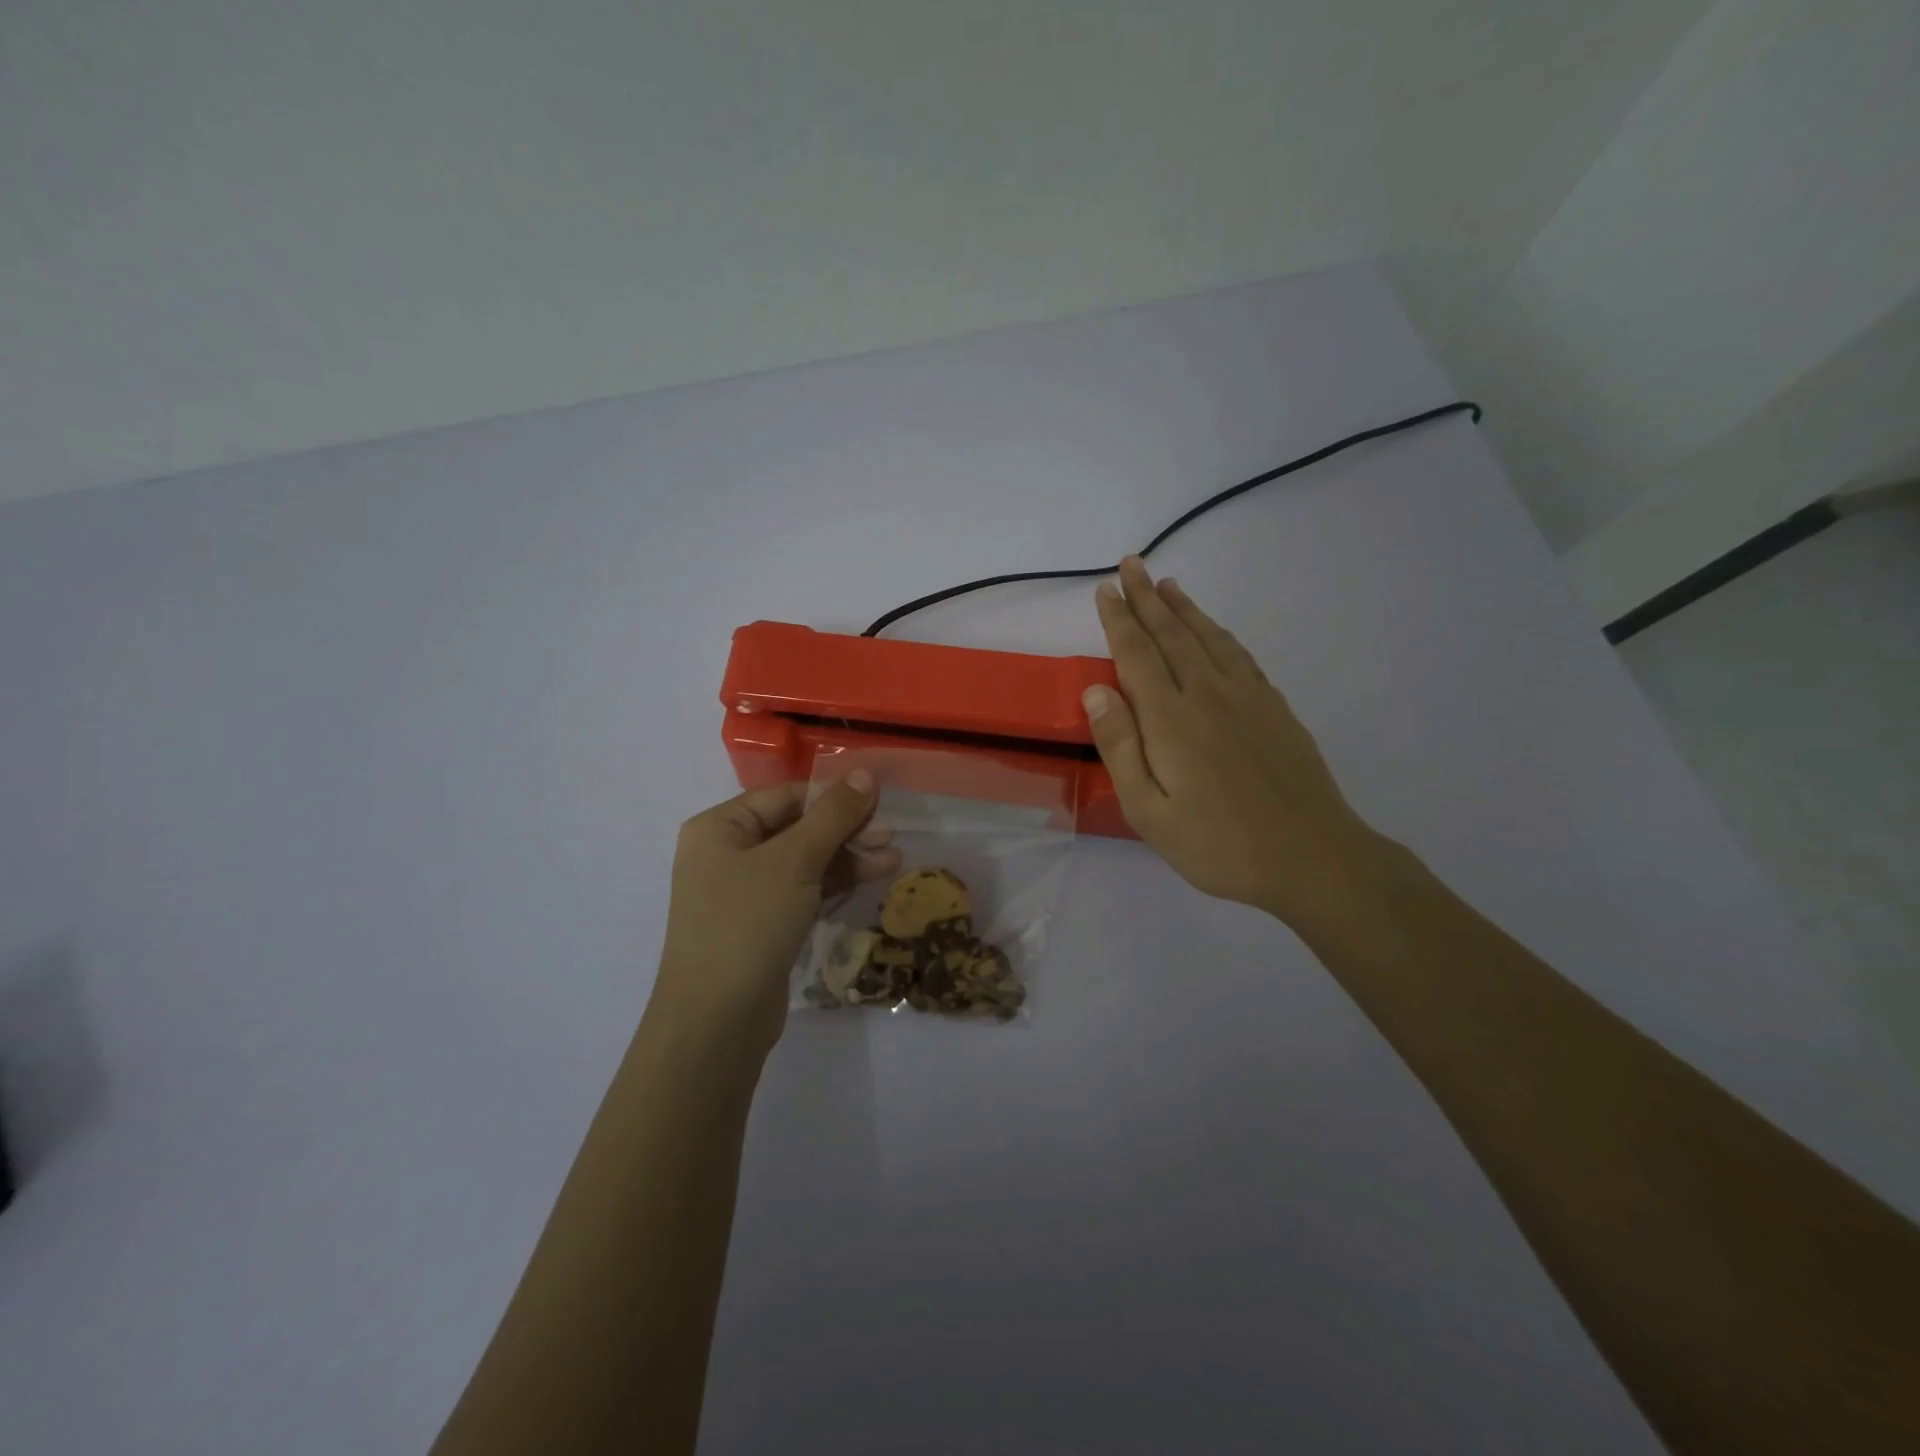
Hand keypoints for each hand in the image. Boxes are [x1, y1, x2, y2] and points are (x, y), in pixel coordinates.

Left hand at [653, 773, 901, 1058]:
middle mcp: (727, 854)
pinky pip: (802, 891)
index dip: (833, 796)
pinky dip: (834, 884)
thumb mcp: (795, 860)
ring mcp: (743, 893)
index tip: (879, 801)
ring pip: (804, 861)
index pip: (785, 796)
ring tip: (894, 859)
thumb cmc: (748, 923)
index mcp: (720, 827)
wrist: (716, 1021)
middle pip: (796, 827)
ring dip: (848, 857)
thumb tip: (864, 773)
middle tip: (891, 836)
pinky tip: (872, 878)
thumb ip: (833, 815)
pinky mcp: (761, 925)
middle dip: (845, 830)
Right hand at [1085, 556, 1388, 927]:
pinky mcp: (1275, 708)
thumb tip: (1097, 690)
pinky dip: (1219, 632)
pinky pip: (1240, 655)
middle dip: (1147, 597)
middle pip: (1172, 633)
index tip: (1105, 589)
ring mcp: (1247, 698)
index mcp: (1170, 719)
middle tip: (1131, 564)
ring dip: (1184, 607)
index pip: (1137, 653)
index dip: (1119, 618)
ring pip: (1208, 637)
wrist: (1311, 857)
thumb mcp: (1149, 812)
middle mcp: (1208, 694)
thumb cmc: (1218, 844)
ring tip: (1167, 584)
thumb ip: (1120, 747)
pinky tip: (1214, 630)